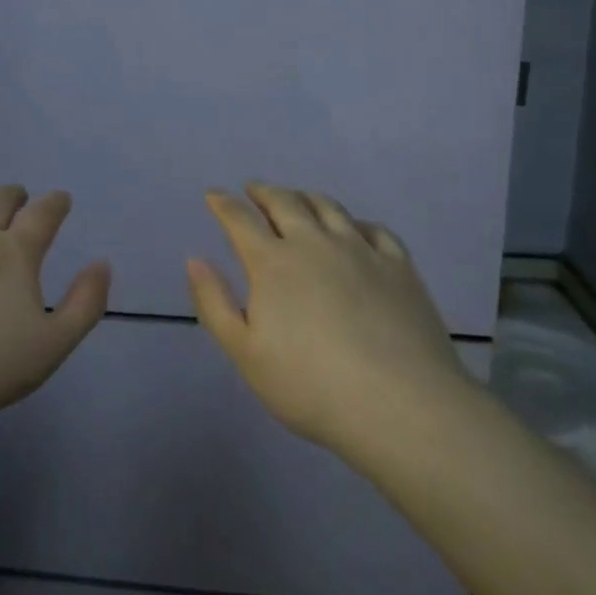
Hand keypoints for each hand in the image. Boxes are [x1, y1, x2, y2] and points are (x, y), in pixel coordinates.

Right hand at [188, 183, 477, 457]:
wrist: (400, 405)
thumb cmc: (311, 386)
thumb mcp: (246, 354)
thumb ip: (215, 304)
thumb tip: (195, 260)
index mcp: (272, 262)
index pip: (239, 219)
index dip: (222, 204)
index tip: (213, 195)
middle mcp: (313, 242)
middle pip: (284, 202)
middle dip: (263, 191)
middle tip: (253, 189)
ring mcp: (359, 249)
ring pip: (327, 207)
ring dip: (305, 197)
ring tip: (297, 198)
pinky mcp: (398, 265)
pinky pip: (373, 228)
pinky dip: (355, 222)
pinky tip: (354, 229)